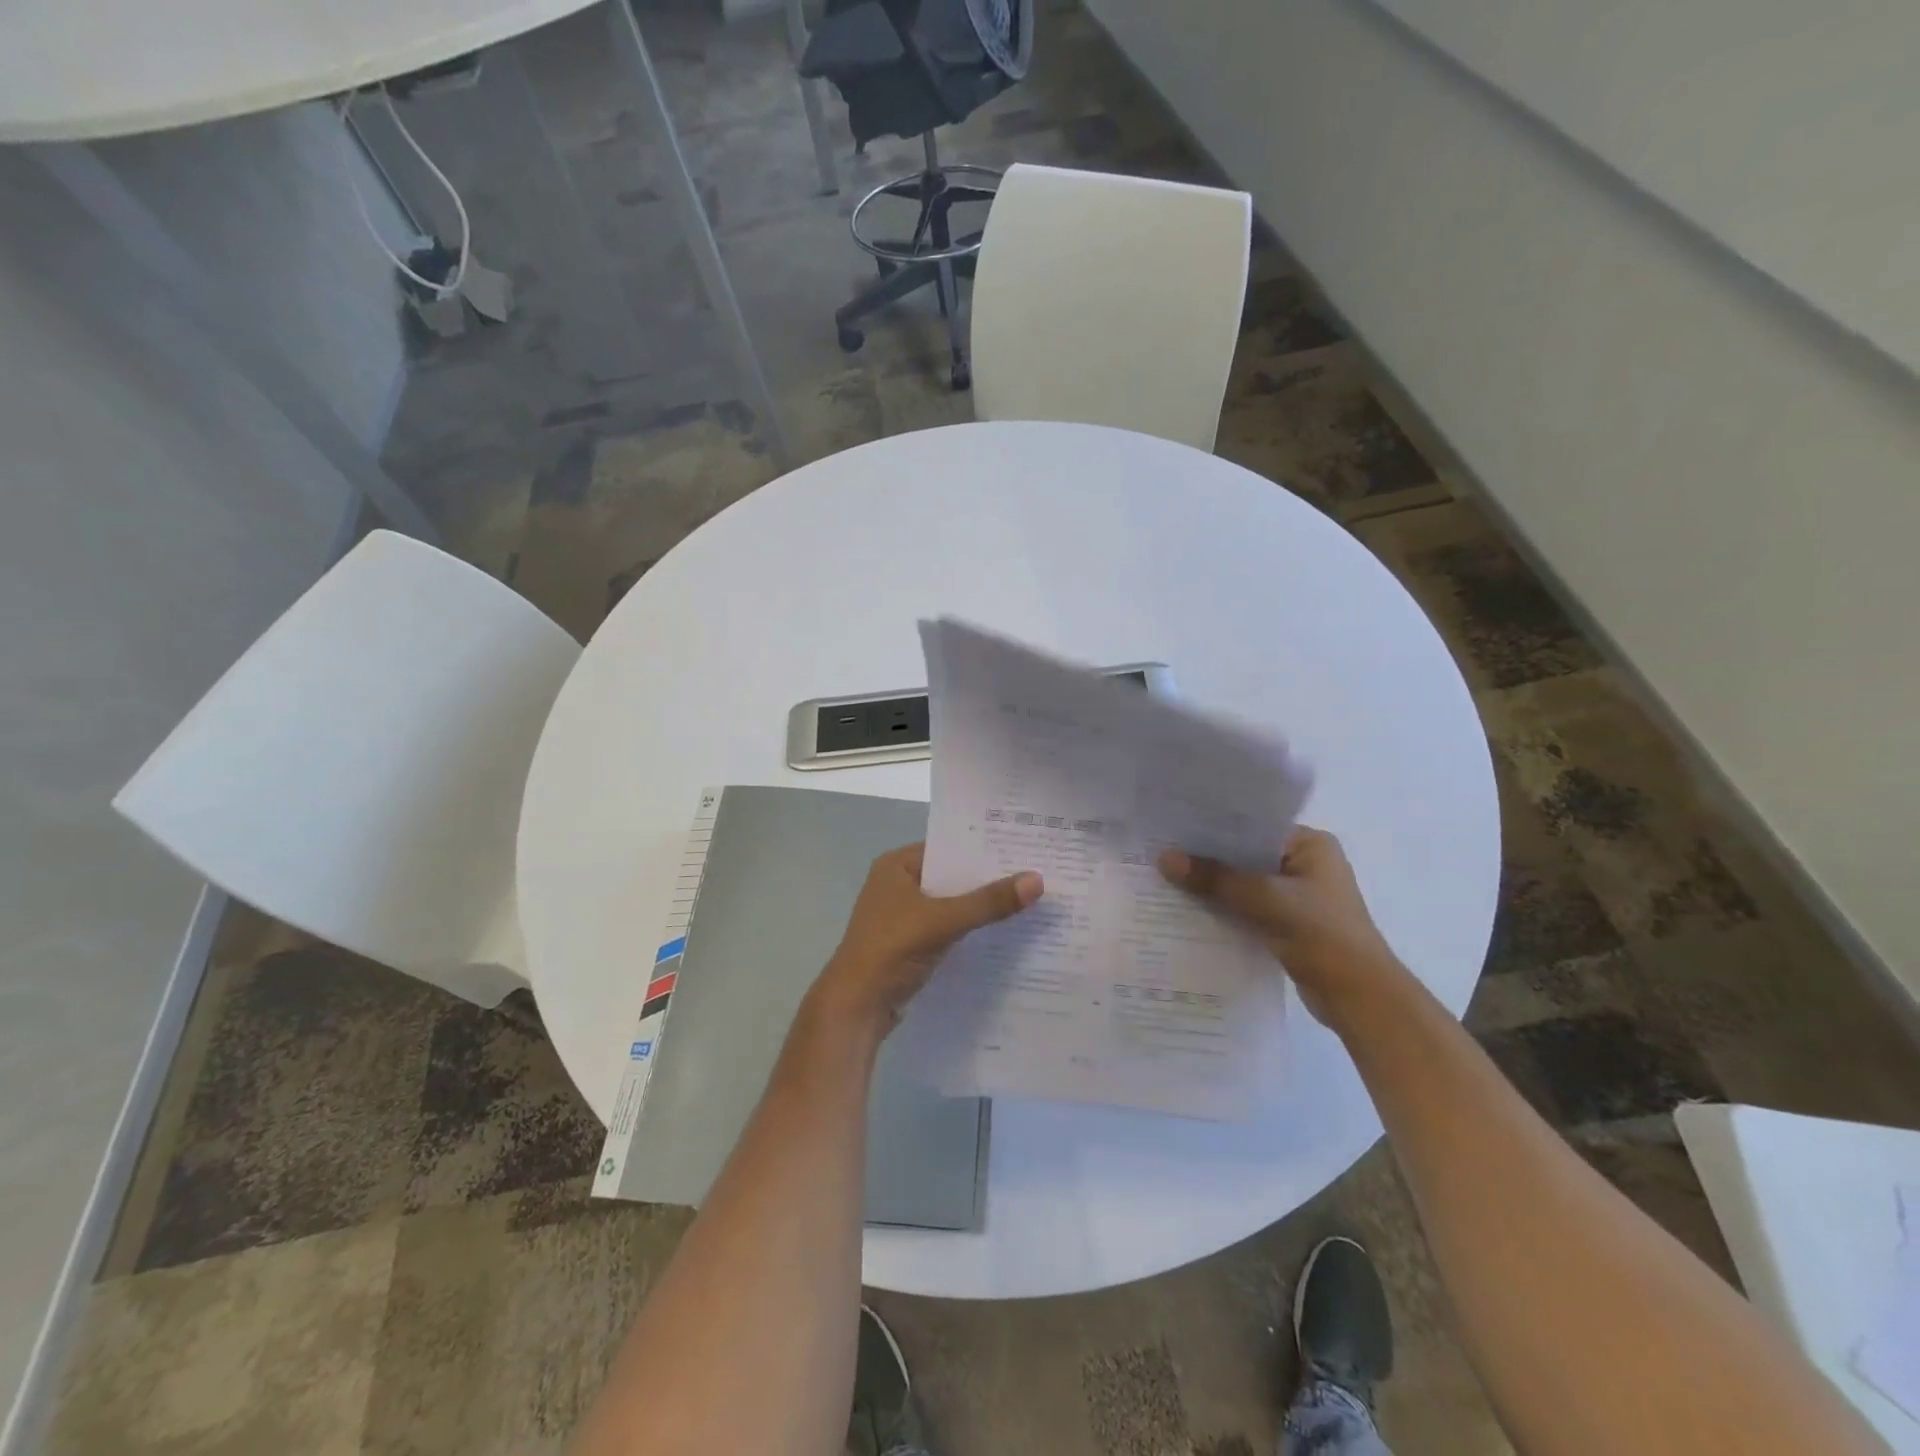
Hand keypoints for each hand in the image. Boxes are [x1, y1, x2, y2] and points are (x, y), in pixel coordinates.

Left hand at [813, 843, 1042, 1033]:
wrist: (857, 1006)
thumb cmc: (892, 949)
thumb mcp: (943, 920)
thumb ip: (989, 901)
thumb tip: (1038, 880)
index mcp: (897, 865)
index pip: (948, 847)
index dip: (983, 848)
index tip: (1023, 848)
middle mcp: (898, 884)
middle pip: (951, 876)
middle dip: (987, 879)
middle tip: (1034, 874)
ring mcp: (903, 915)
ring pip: (951, 904)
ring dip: (980, 906)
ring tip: (1028, 900)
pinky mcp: (910, 943)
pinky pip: (947, 928)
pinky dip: (970, 929)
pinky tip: (1003, 932)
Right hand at [1158, 826, 1401, 1025]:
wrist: (1359, 998)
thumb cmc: (1322, 935)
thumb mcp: (1265, 900)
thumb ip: (1215, 878)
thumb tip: (1164, 858)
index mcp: (1311, 845)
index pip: (1254, 825)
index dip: (1214, 826)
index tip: (1174, 825)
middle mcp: (1305, 864)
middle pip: (1246, 854)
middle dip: (1208, 858)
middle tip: (1161, 850)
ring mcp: (1297, 896)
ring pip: (1244, 883)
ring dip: (1214, 885)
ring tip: (1165, 877)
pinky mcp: (1288, 923)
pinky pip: (1247, 907)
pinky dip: (1224, 908)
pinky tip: (1188, 908)